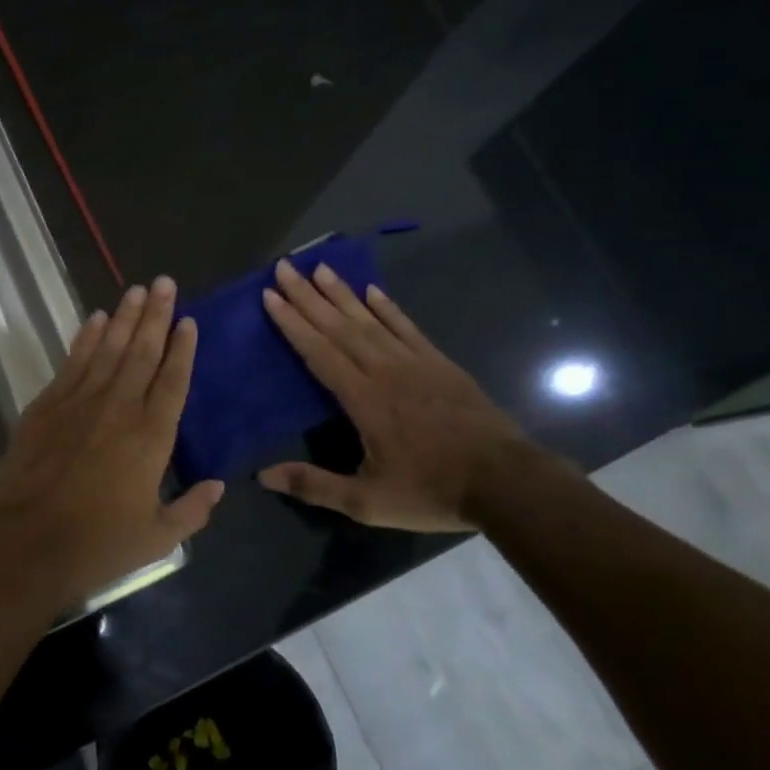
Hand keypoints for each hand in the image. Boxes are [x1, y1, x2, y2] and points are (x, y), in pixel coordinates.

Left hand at [0, 276, 224, 607]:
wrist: (26, 543)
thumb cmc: (97, 543)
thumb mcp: (158, 538)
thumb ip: (192, 510)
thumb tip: (218, 486)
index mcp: (152, 435)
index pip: (173, 380)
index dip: (183, 348)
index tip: (189, 321)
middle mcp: (120, 407)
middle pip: (142, 351)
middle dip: (156, 315)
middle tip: (165, 282)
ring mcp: (80, 401)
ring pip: (108, 348)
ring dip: (124, 317)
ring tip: (137, 289)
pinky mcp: (48, 405)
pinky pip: (73, 361)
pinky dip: (85, 337)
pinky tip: (96, 318)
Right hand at [257, 258, 531, 531]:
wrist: (506, 482)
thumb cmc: (432, 491)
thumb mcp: (367, 502)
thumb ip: (315, 485)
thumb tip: (263, 475)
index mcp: (363, 399)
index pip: (319, 352)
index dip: (292, 323)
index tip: (270, 295)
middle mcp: (384, 370)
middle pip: (339, 326)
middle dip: (308, 296)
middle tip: (284, 268)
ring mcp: (415, 363)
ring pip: (370, 320)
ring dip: (342, 293)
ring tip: (320, 268)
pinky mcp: (440, 363)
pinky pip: (407, 327)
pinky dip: (388, 308)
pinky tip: (372, 291)